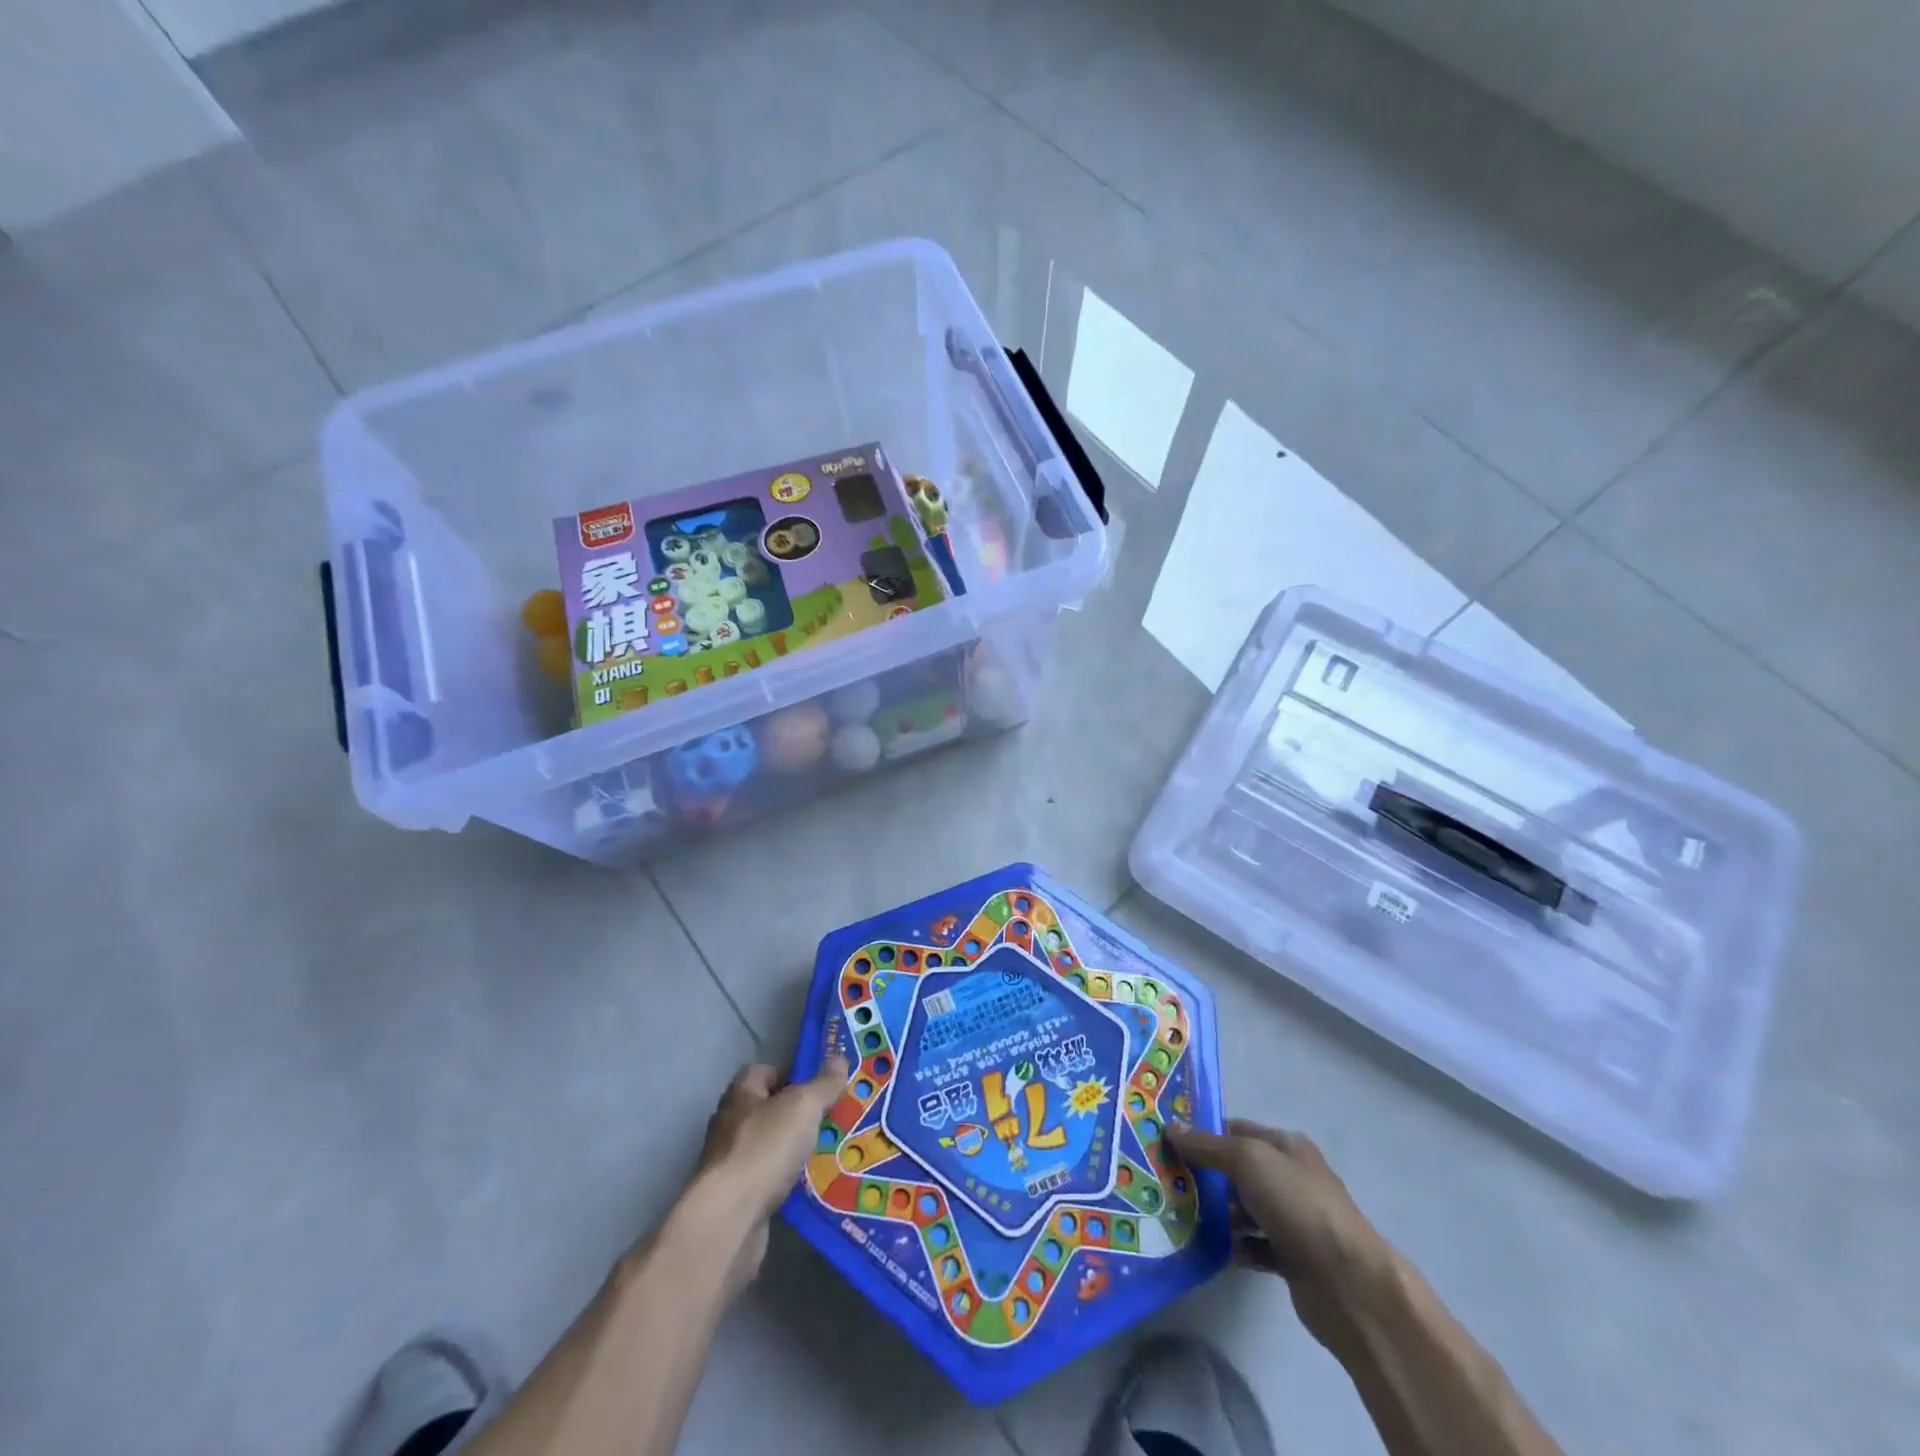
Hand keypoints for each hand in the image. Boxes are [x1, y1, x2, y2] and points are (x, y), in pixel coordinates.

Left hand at [690, 1057, 848, 1293]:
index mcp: (741, 1094)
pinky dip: (786, 1180)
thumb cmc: (765, 1148)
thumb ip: (823, 1084)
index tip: (818, 1084)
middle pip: (767, 1109)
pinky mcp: (735, 1198)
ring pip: (768, 1146)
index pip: (763, 1071)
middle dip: (796, 1114)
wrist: (730, 1219)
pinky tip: (810, 1185)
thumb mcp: (803, 1106)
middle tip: (830, 1117)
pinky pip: (767, 1179)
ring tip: (828, 1151)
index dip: (790, 1073)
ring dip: (792, 1149)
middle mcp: (730, 1124)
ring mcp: (730, 1163)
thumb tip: (838, 1057)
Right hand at [1168, 1119, 1389, 1343]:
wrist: (1348, 1285)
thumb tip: (1172, 1127)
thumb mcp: (1248, 1160)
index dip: (1204, 1133)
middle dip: (1206, 1175)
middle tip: (1168, 1181)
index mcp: (1286, 1146)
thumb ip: (1208, 1145)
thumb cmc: (1297, 1205)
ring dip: (1219, 1213)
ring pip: (1245, 1208)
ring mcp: (1294, 1219)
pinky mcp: (1293, 1258)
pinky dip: (1236, 1246)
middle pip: (1239, 1169)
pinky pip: (1255, 1245)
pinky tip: (1213, 1250)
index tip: (1169, 1143)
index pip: (1237, 1130)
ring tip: (1182, 1216)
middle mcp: (1292, 1177)